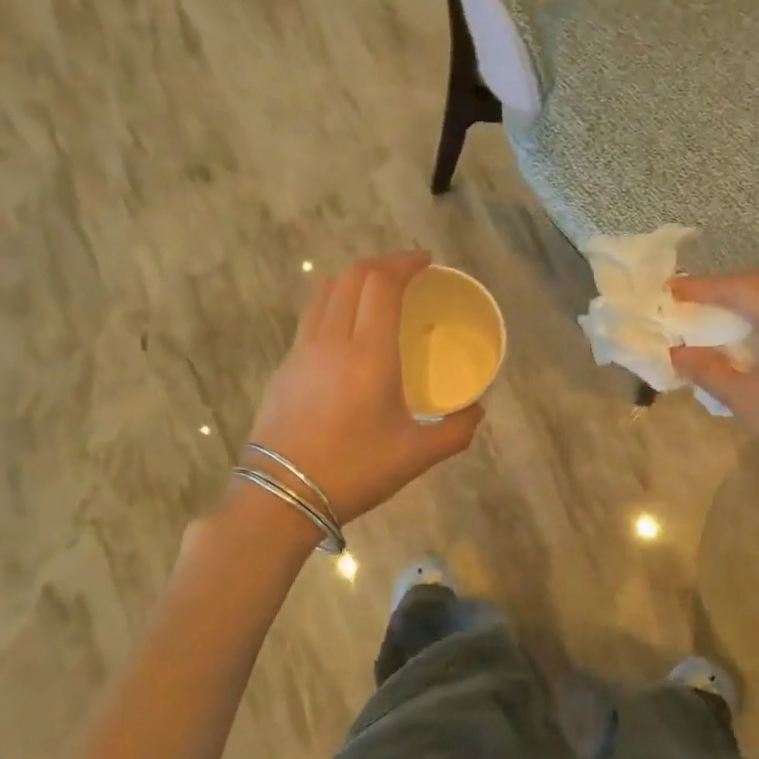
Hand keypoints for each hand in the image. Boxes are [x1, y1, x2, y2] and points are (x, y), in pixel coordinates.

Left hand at [246, 253, 482, 523]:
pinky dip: (334, 303)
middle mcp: (333, 340)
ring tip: (377, 292)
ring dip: (354, 279)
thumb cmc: (354, 471)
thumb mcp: (416, 456)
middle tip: (408, 273)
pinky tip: (346, 328)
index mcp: (370, 354)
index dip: (405, 263)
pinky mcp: (284, 366)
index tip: (426, 262)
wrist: (280, 496)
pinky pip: (311, 316)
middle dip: (383, 264)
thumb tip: (477, 411)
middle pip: (353, 276)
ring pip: (326, 291)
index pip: (383, 284)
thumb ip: (456, 431)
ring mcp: (302, 350)